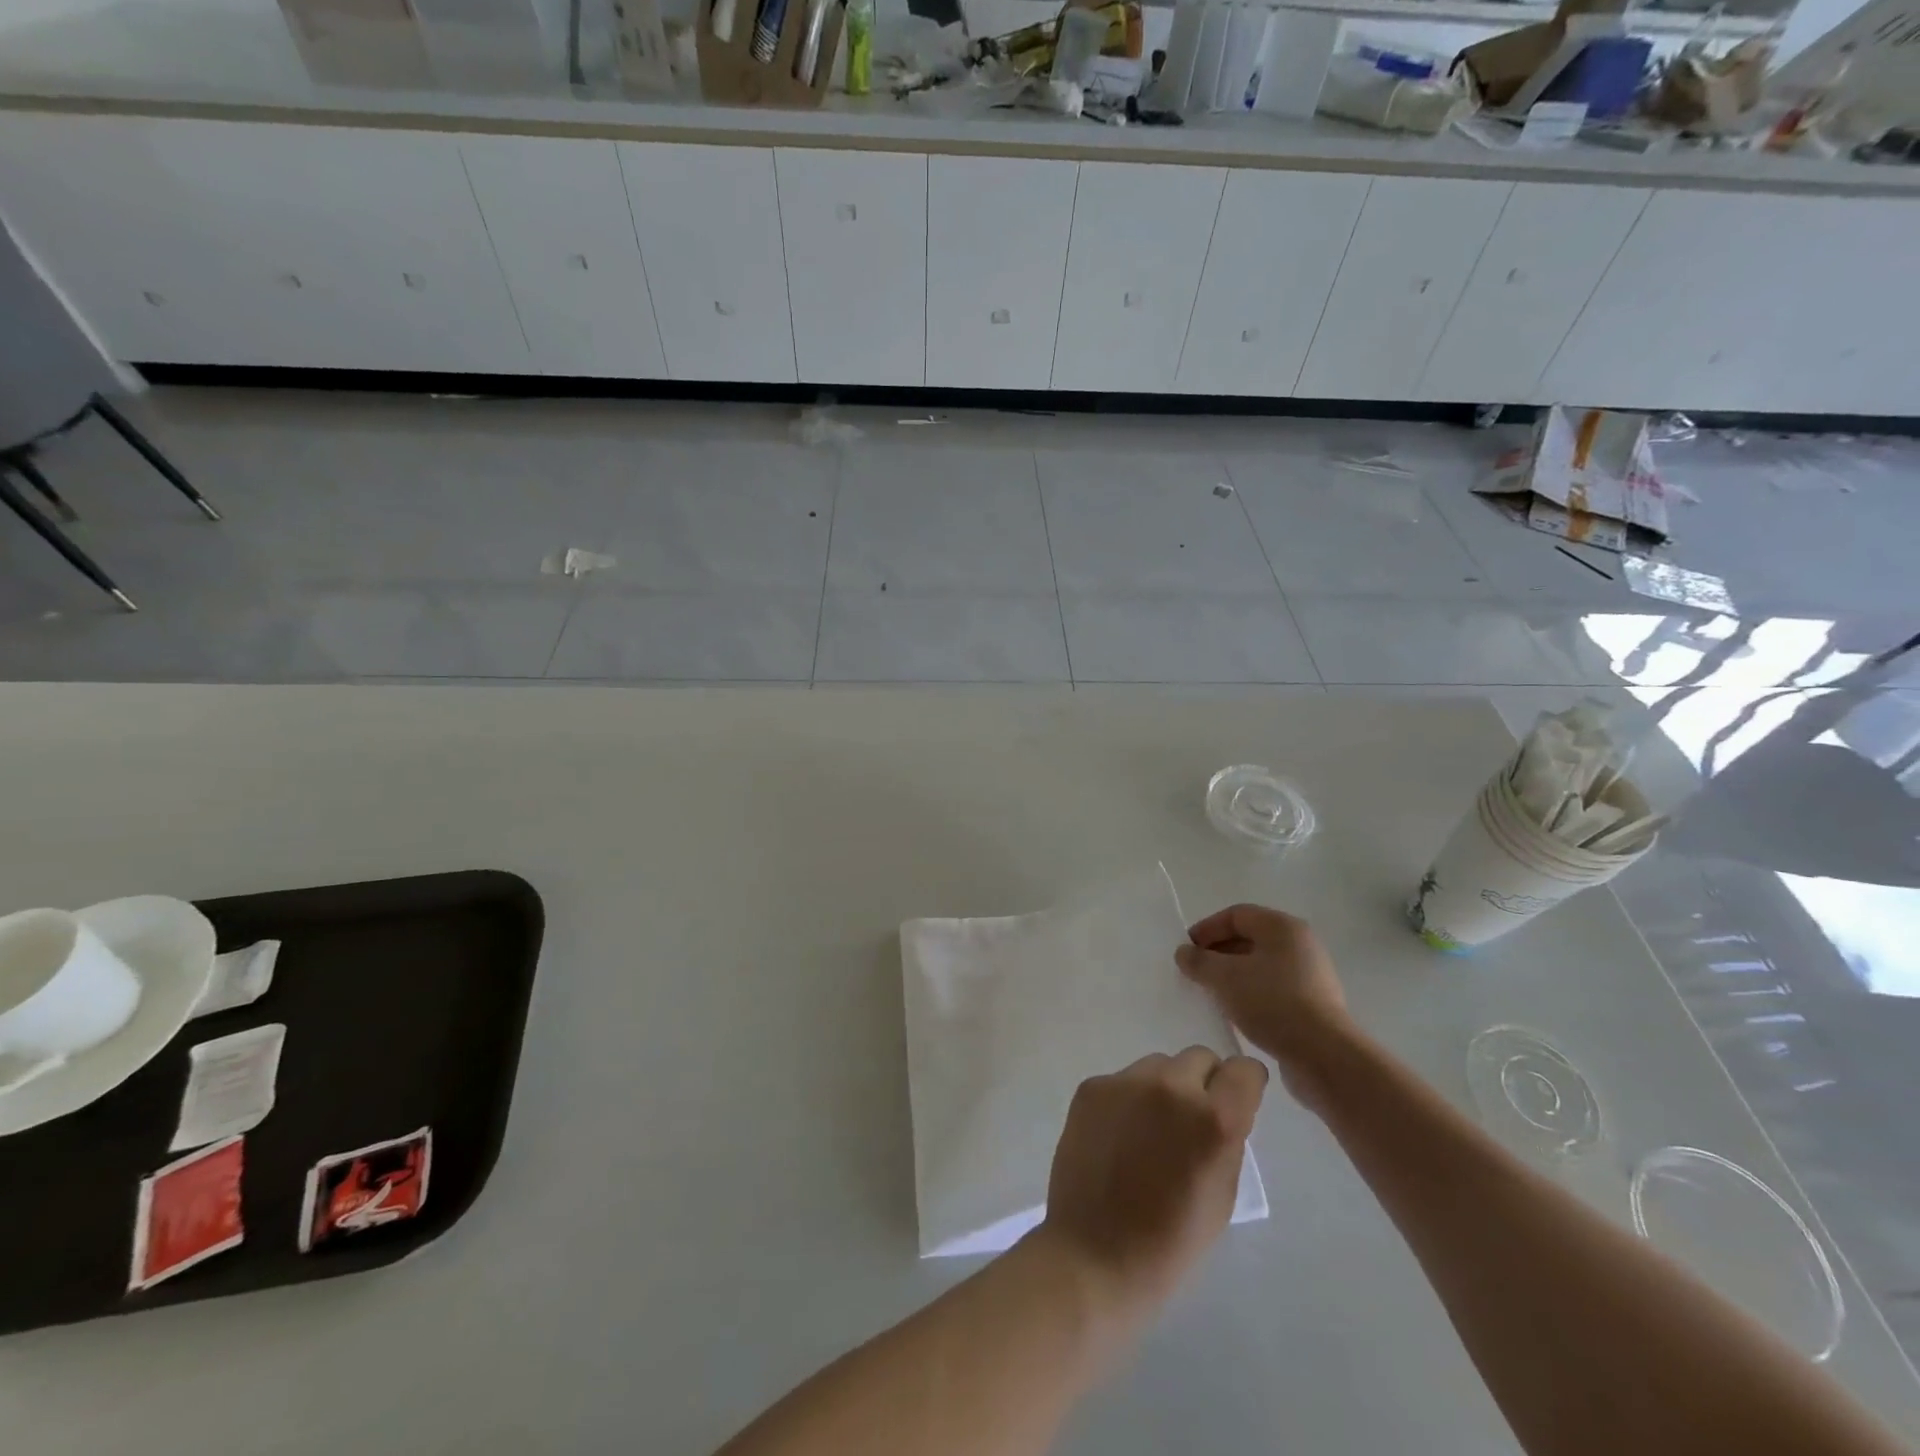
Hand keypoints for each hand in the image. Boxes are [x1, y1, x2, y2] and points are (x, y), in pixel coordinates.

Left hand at [1037, 1047, 1266, 1313]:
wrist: (1094, 1256)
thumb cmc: (1170, 1243)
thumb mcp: (1223, 1195)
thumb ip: (1228, 1139)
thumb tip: (1224, 1107)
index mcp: (1214, 1120)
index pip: (1244, 1070)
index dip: (1244, 1085)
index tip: (1237, 1101)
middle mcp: (1171, 1087)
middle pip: (1199, 1058)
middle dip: (1203, 1084)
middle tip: (1190, 1122)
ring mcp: (1125, 1082)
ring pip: (1158, 1065)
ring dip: (1164, 1088)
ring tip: (1150, 1131)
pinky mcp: (1092, 1086)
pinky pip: (1123, 1080)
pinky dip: (1128, 1099)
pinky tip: (1118, 1136)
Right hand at [1175, 904, 1352, 1110]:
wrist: (1324, 1056)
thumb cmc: (1272, 1003)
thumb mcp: (1224, 977)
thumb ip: (1198, 961)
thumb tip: (1184, 953)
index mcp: (1282, 927)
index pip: (1236, 915)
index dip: (1207, 929)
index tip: (1186, 951)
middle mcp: (1300, 945)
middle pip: (1249, 938)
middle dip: (1218, 953)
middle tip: (1195, 973)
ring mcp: (1310, 975)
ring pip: (1260, 966)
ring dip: (1232, 976)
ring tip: (1211, 994)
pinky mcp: (1313, 1004)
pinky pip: (1273, 988)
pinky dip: (1250, 994)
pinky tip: (1235, 1013)